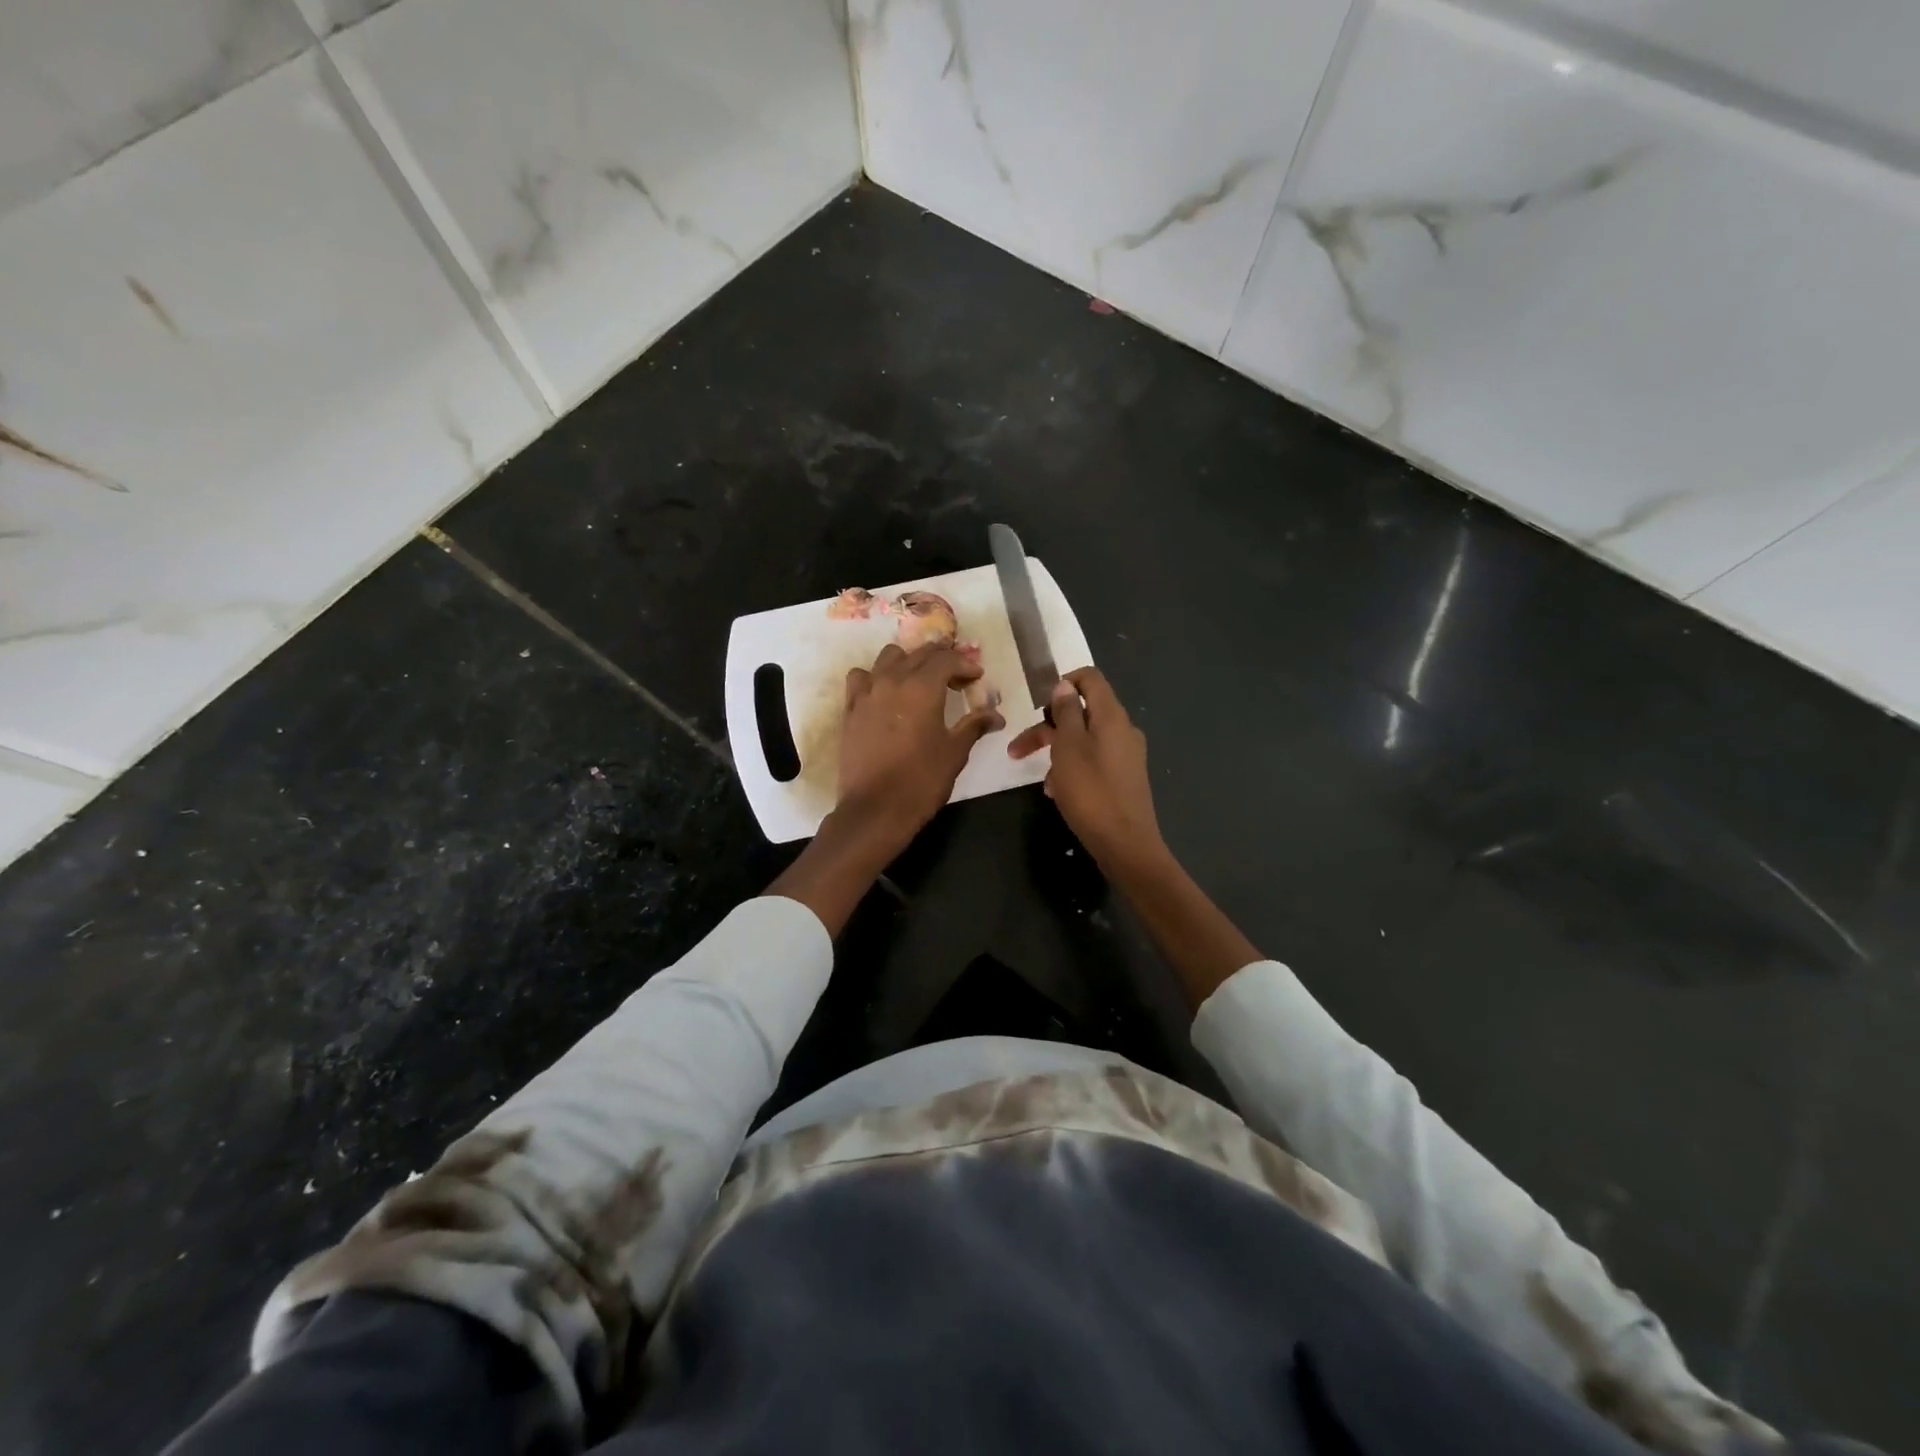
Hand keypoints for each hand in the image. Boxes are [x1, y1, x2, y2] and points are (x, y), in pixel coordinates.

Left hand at [836, 642, 1004, 849]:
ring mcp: (867, 692)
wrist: (875, 809)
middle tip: (956, 676)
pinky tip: (884, 693)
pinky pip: (861, 678)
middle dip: (941, 659)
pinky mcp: (850, 709)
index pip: (947, 659)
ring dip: (908, 661)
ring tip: (919, 680)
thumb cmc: (921, 780)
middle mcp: (893, 680)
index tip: (977, 677)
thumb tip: (996, 716)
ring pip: (888, 657)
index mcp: (923, 687)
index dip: (965, 664)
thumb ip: (974, 726)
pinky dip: (876, 677)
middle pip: (919, 653)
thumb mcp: (955, 752)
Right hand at [1007, 667, 1163, 870]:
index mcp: (1112, 716)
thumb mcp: (1068, 747)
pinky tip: (1058, 792)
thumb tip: (1065, 687)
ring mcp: (1126, 755)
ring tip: (1042, 780)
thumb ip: (1065, 713)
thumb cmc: (1091, 792)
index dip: (1063, 682)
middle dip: (1047, 727)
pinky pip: (1093, 762)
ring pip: (1084, 740)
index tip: (1038, 704)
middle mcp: (1123, 730)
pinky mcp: (1124, 778)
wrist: (1125, 844)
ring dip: (1057, 753)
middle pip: (1082, 713)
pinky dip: (1072, 770)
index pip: (1090, 678)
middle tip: (1017, 748)